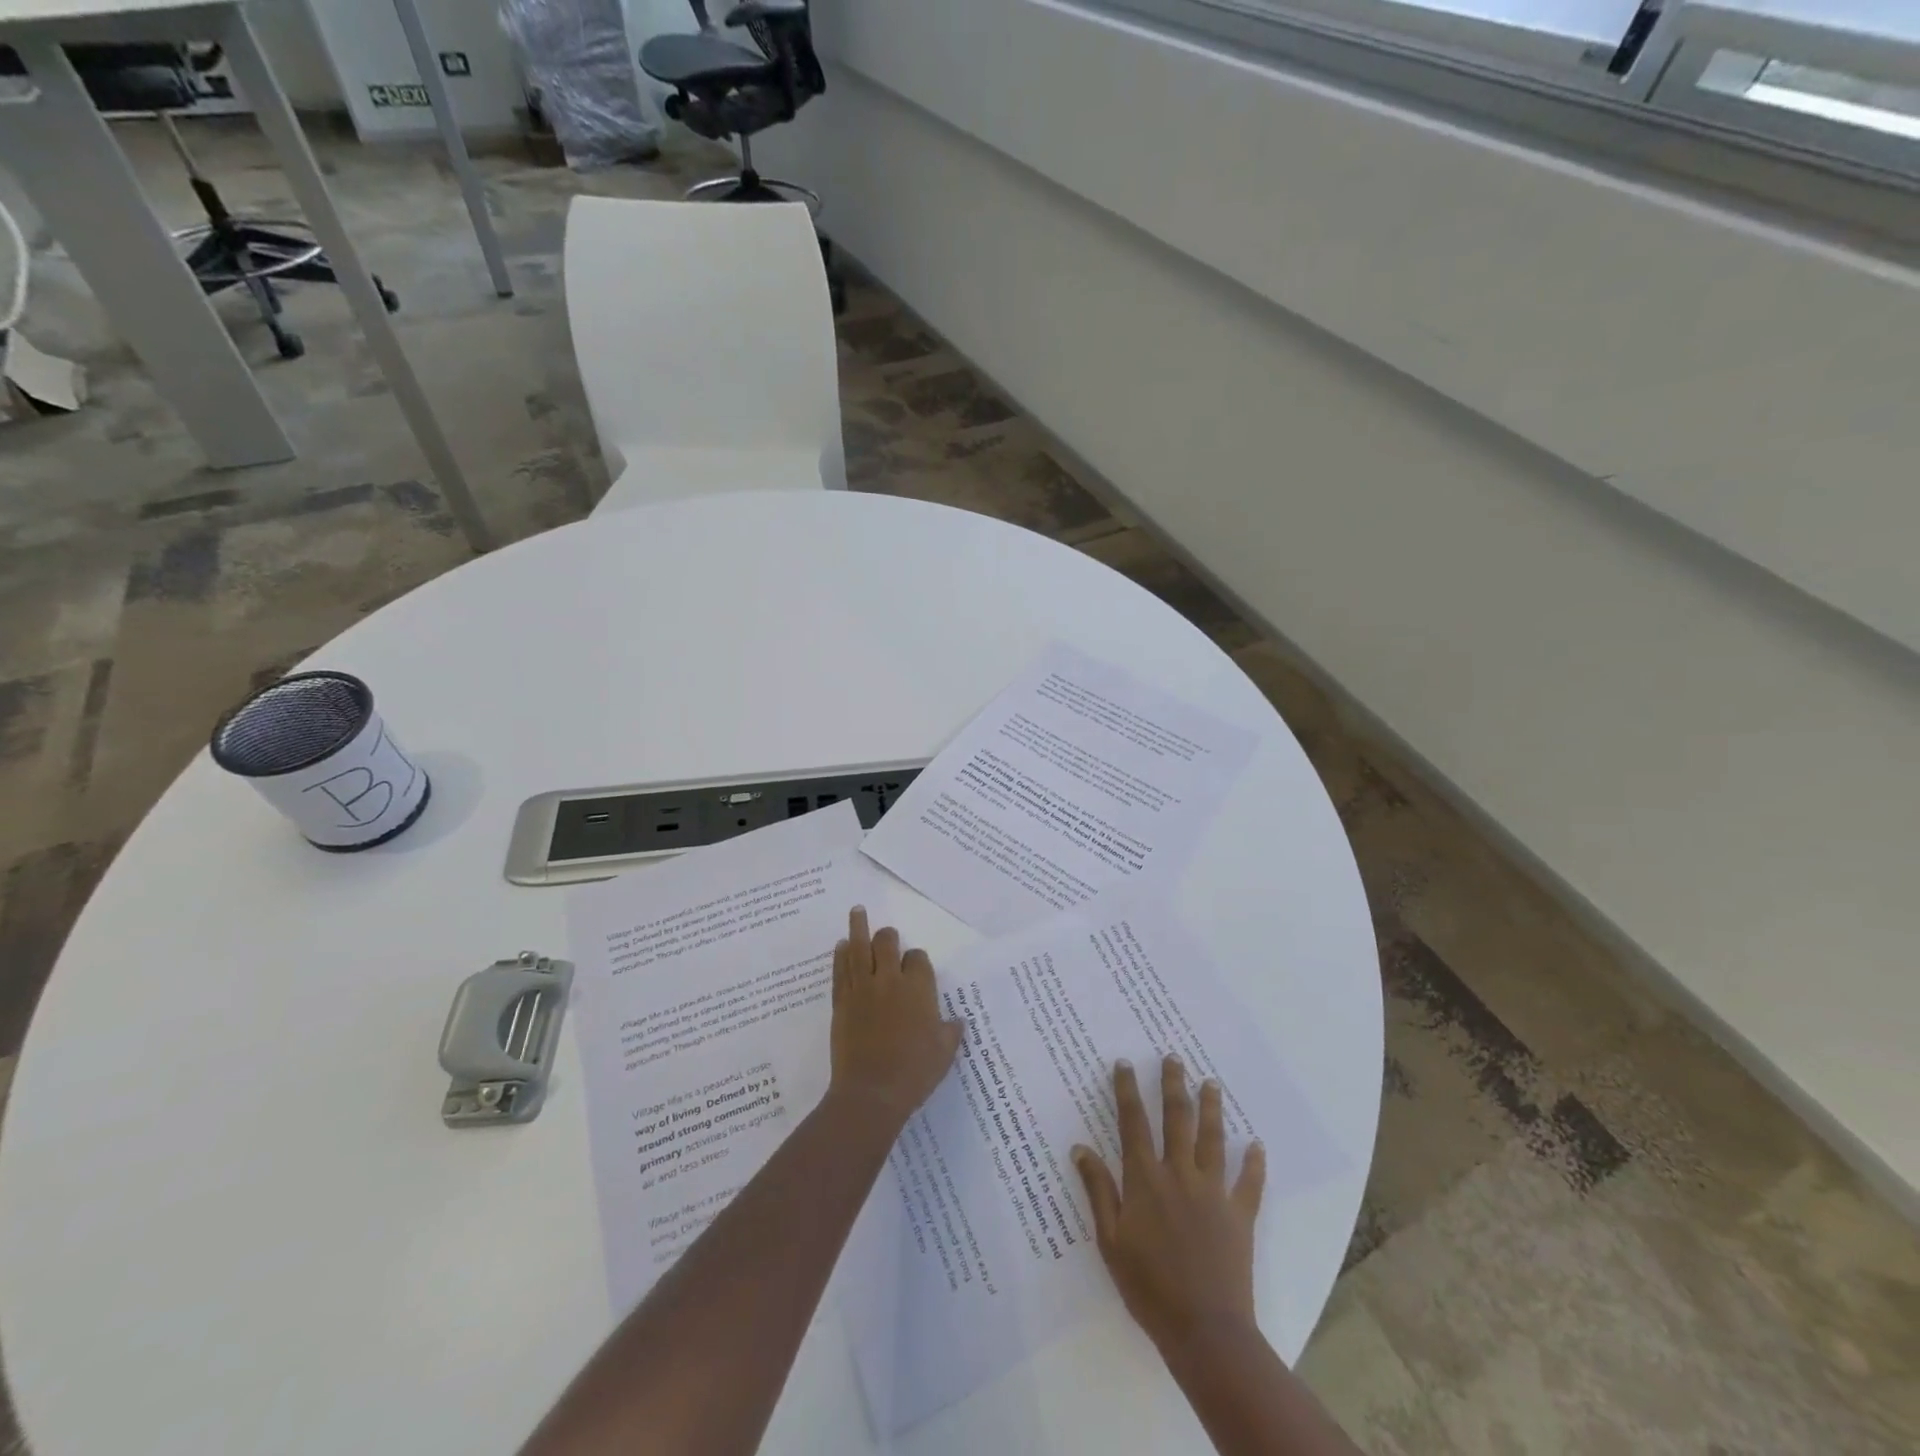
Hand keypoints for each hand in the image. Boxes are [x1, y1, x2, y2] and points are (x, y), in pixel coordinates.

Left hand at [827, 906, 963, 1125]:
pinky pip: (840, 970)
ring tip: (857, 911)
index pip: (918, 959)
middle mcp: (890, 981)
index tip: (916, 968)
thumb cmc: (913, 1073)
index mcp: (918, 989)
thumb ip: (950, 1032)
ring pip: (859, 949)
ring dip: (858, 927)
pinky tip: (840, 945)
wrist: (871, 1093)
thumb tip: (956, 1021)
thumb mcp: (944, 1053)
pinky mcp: (842, 1002)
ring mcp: (862, 989)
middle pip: (887, 943)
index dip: (917, 960)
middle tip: (887, 935)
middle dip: (888, 936)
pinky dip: (840, 955)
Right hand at [1073, 1056, 1266, 1353]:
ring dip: (1211, 1108)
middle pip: (1176, 1119)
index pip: (1133, 1123)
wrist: (1204, 1330)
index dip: (1127, 1091)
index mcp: (1145, 1180)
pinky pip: (1249, 1183)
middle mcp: (1179, 1174)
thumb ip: (1098, 1190)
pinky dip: (1254, 1163)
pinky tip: (1256, 1145)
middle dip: (1173, 1085)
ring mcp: (1213, 1193)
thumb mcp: (1110, 1241)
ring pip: (1212, 1139)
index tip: (1125, 1064)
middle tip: (1173, 1057)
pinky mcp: (1239, 1216)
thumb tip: (1080, 1147)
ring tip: (1210, 1082)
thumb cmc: (1148, 1287)